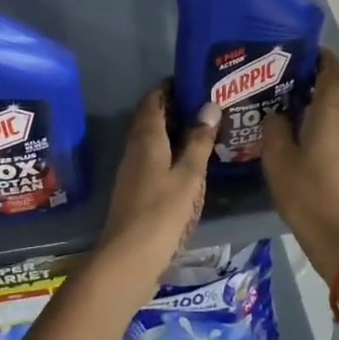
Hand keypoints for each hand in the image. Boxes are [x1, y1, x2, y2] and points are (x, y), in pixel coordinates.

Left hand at [94, 85, 218, 288]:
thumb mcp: (188, 175)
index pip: (153, 99)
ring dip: (174, 132)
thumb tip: (209, 105)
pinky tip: (190, 164)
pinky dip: (171, 153)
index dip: (170, 87)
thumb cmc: (161, 212)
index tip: (195, 81)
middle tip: (208, 105)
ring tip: (205, 131)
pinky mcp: (135, 189)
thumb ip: (198, 141)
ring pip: (153, 140)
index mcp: (146, 138)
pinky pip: (154, 159)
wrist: (128, 258)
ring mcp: (132, 170)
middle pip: (152, 118)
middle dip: (176, 108)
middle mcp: (135, 148)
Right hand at [262, 50, 338, 279]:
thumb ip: (274, 127)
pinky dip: (321, 117)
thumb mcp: (277, 157)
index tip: (302, 48)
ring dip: (320, 97)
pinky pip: (336, 126)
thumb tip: (276, 114)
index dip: (322, 57)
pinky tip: (297, 126)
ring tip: (288, 96)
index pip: (332, 72)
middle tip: (288, 71)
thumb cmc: (306, 190)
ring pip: (338, 108)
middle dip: (319, 75)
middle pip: (338, 88)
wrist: (338, 234)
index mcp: (330, 112)